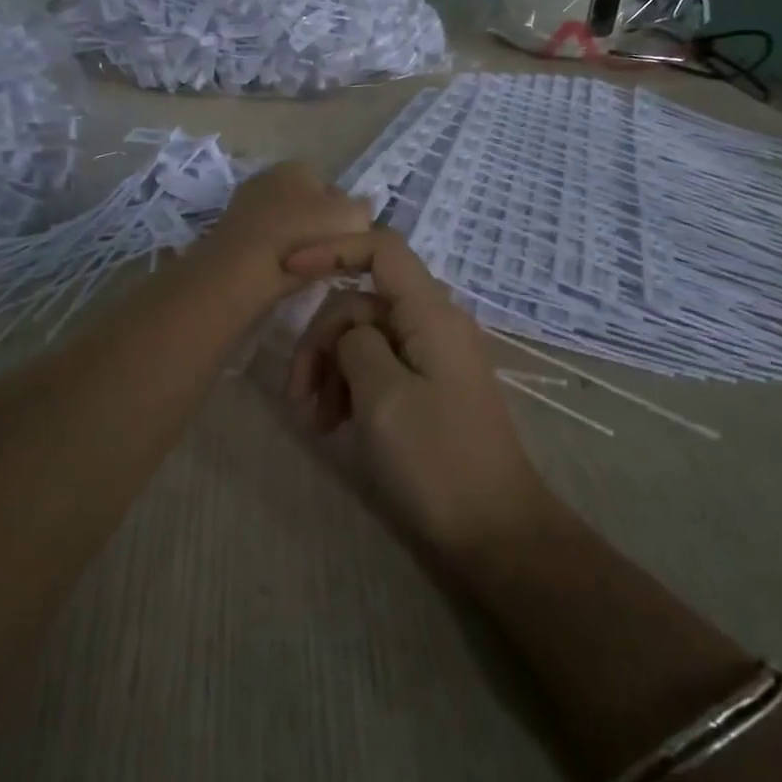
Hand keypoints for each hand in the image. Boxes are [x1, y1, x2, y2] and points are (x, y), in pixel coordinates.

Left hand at [198, 162, 373, 303]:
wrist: (244, 268)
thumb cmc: (303, 235)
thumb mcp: (351, 218)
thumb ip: (362, 210)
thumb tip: (361, 209)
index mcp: (297, 166)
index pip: (330, 187)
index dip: (343, 213)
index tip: (348, 237)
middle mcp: (268, 176)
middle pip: (304, 204)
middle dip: (316, 225)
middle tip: (330, 253)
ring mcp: (245, 203)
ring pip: (284, 223)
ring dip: (295, 241)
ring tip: (308, 266)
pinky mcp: (229, 232)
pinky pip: (265, 241)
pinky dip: (275, 253)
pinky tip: (283, 272)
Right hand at [282, 229, 549, 562]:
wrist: (495, 532)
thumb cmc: (437, 462)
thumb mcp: (384, 398)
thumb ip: (357, 345)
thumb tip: (350, 334)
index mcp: (431, 314)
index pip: (381, 249)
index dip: (332, 250)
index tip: (286, 273)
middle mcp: (435, 324)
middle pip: (362, 302)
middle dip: (322, 341)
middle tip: (297, 396)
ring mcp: (434, 356)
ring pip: (365, 337)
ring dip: (332, 369)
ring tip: (316, 421)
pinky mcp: (429, 387)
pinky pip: (380, 366)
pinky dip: (351, 387)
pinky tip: (337, 425)